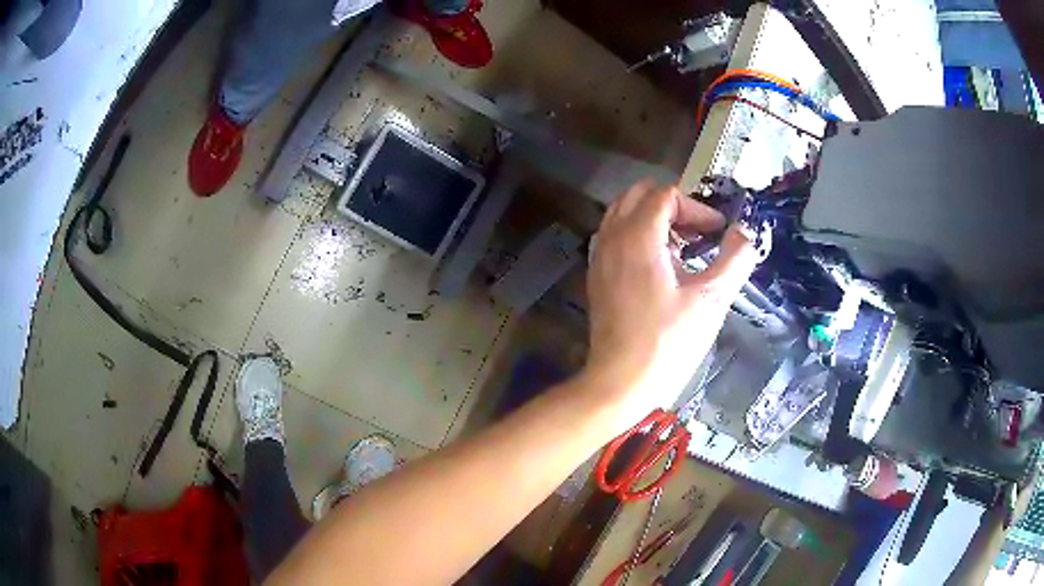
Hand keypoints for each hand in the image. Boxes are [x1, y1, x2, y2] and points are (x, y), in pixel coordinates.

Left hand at [583, 180, 759, 432]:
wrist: (621, 382)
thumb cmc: (669, 342)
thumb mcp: (711, 299)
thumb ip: (735, 259)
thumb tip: (745, 233)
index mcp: (637, 236)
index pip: (666, 195)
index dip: (697, 208)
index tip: (718, 233)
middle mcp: (611, 238)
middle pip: (638, 195)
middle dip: (673, 206)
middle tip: (699, 232)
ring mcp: (599, 258)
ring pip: (623, 215)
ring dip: (654, 220)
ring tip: (682, 248)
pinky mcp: (597, 278)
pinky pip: (615, 238)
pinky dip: (638, 237)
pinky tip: (661, 268)